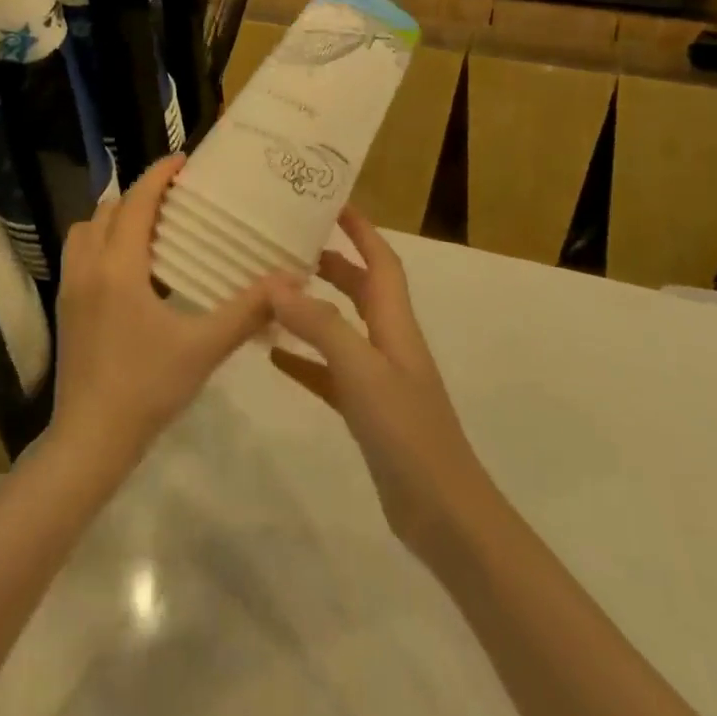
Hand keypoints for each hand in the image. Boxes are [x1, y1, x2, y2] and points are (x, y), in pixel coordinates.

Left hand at [49, 155, 271, 473]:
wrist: (90, 440)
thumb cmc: (147, 388)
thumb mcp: (204, 348)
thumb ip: (246, 311)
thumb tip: (287, 281)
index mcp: (118, 267)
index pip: (136, 203)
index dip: (158, 176)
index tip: (183, 161)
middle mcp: (88, 267)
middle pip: (108, 210)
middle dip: (139, 195)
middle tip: (175, 198)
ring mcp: (70, 288)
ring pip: (86, 230)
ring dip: (115, 218)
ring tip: (151, 228)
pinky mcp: (65, 308)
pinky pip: (79, 254)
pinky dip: (102, 242)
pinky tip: (131, 270)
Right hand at [269, 208, 492, 565]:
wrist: (443, 513)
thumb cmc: (407, 431)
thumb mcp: (360, 370)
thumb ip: (319, 324)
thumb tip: (276, 281)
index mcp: (394, 322)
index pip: (380, 260)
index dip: (361, 228)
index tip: (332, 202)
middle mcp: (388, 342)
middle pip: (360, 288)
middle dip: (331, 261)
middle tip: (288, 244)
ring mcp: (377, 378)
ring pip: (341, 327)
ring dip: (312, 307)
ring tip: (273, 291)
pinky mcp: (366, 410)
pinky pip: (329, 372)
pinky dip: (304, 358)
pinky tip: (273, 354)